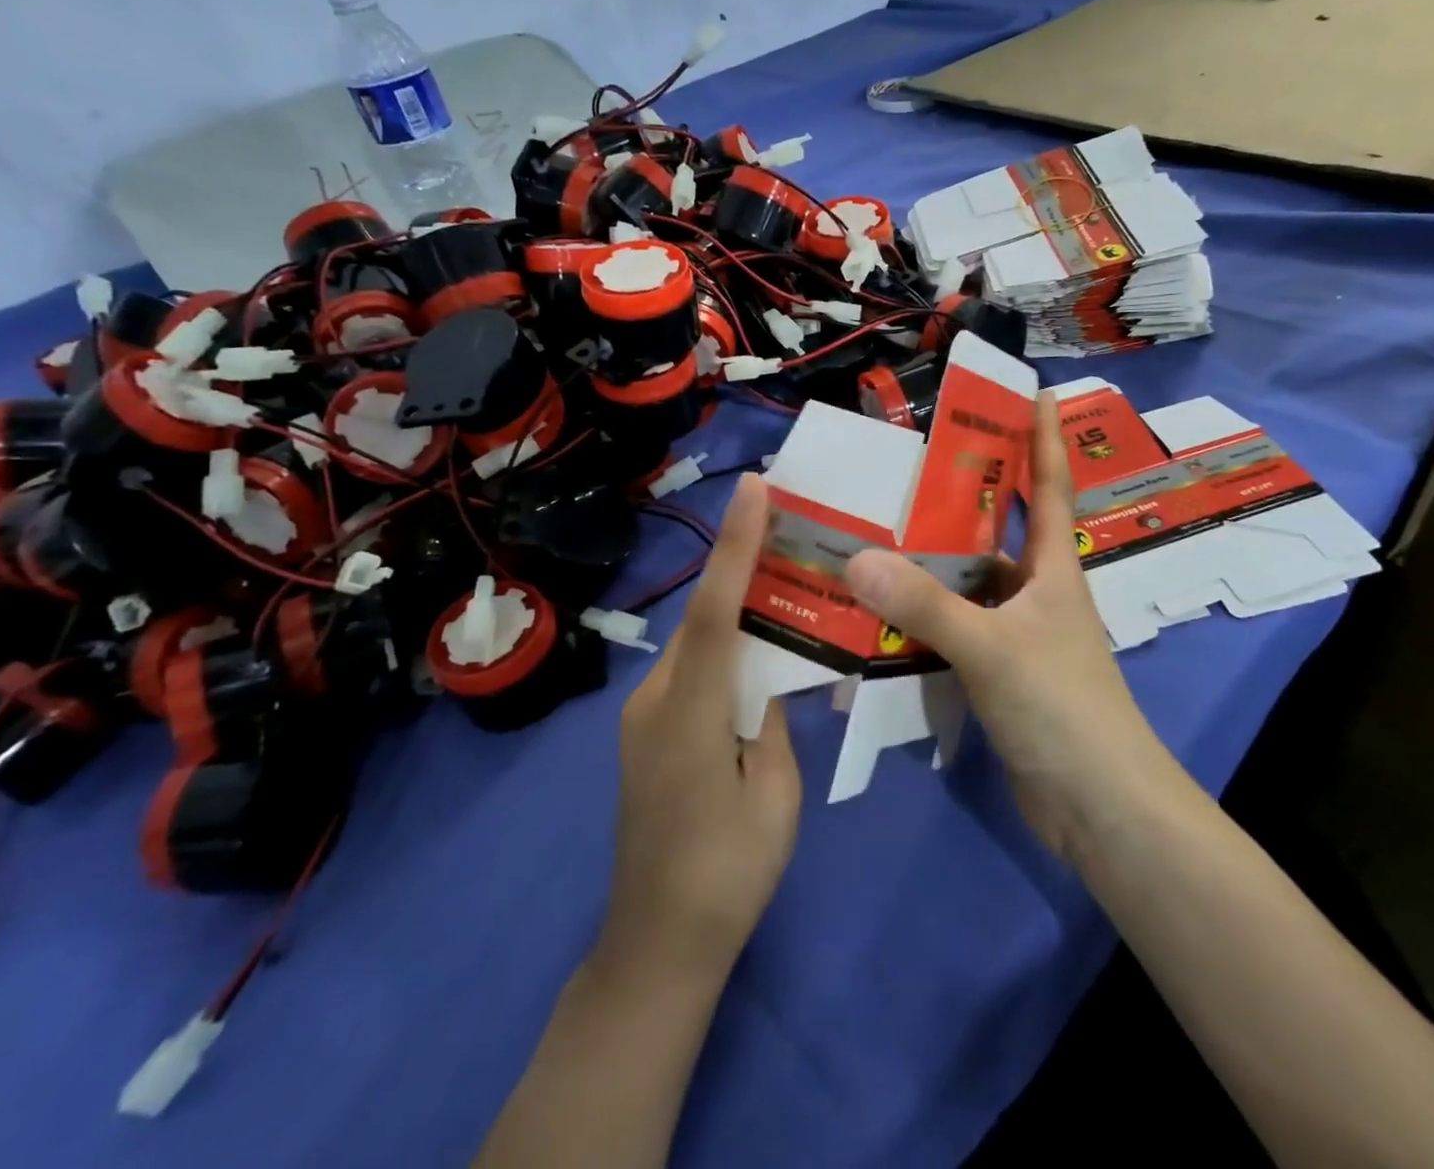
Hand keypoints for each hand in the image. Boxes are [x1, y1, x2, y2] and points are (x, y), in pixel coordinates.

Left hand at [598, 474, 801, 985]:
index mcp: (690, 712)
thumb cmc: (729, 874)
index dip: (734, 546)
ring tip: (785, 591)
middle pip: (704, 618)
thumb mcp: (775, 793)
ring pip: (697, 644)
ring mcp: (642, 715)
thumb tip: (769, 673)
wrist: (657, 944)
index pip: (714, 610)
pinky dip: (722, 654)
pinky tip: (756, 661)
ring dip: (736, 615)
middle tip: (791, 530)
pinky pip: (689, 673)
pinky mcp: (643, 732)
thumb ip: (771, 719)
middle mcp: (655, 699)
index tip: (753, 489)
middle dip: (743, 569)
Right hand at [844, 393, 1162, 857]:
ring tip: (871, 536)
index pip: (1049, 485)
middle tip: (906, 466)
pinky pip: (952, 631)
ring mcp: (1016, 635)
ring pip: (965, 585)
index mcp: (1052, 568)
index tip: (1034, 390)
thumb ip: (925, 606)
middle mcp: (1035, 593)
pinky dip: (921, 621)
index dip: (1044, 436)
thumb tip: (854, 559)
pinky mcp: (997, 674)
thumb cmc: (1063, 708)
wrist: (1099, 807)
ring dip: (928, 567)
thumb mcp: (992, 648)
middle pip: (994, 531)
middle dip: (960, 497)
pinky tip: (879, 615)